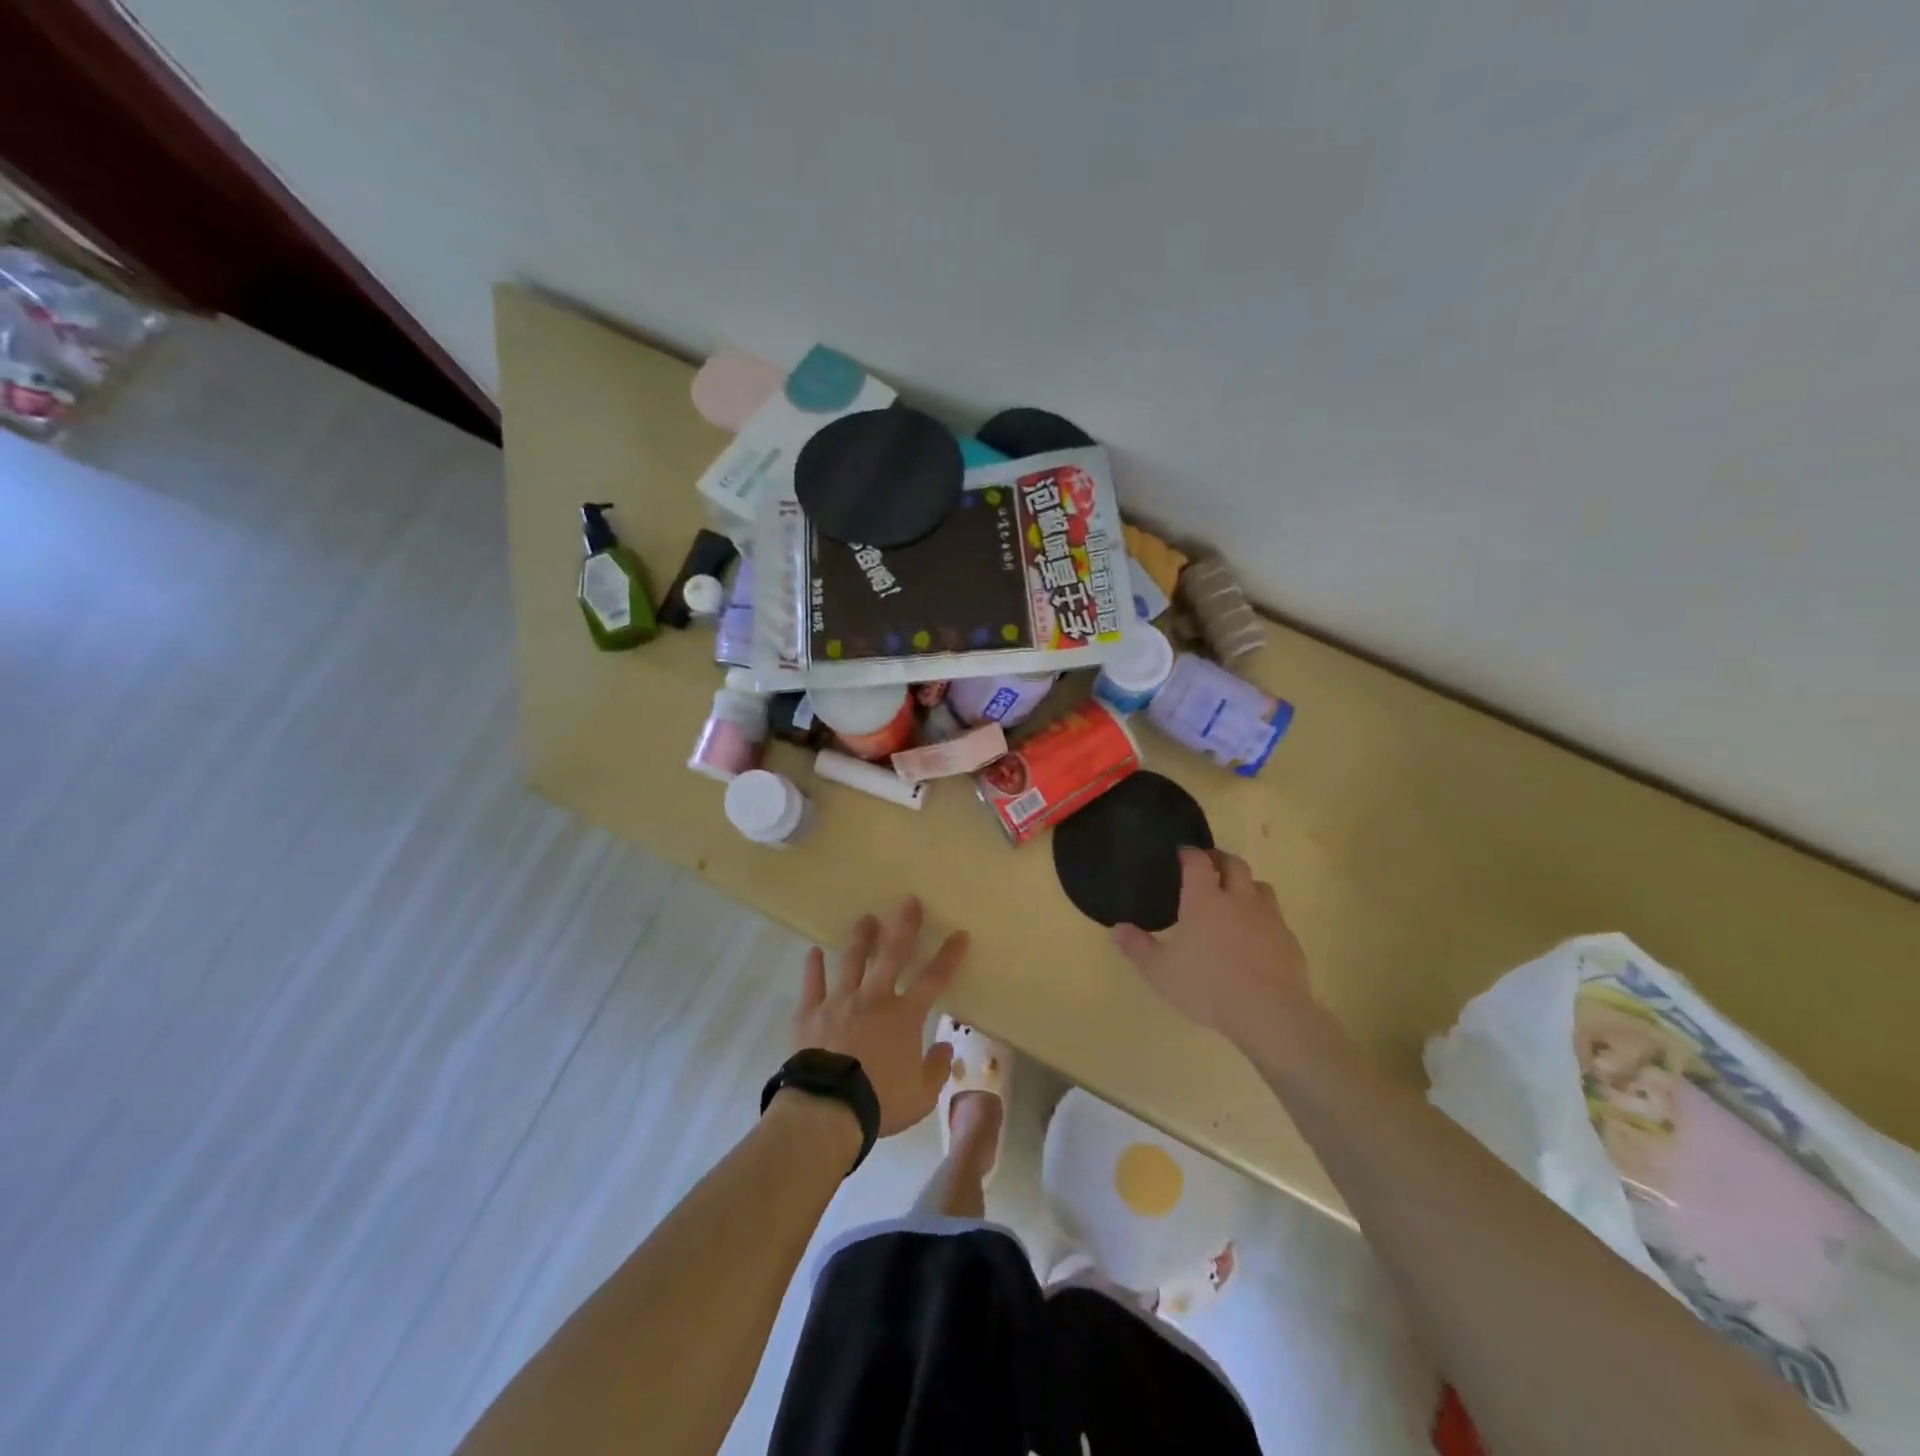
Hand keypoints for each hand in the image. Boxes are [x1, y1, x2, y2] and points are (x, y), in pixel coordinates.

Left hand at [794, 897, 968, 1136]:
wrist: (827, 1108)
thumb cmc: (879, 1101)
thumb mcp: (921, 1096)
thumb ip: (936, 1070)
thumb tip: (945, 1048)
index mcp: (904, 1016)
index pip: (934, 979)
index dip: (949, 956)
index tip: (960, 934)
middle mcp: (874, 998)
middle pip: (892, 954)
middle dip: (903, 926)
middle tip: (908, 901)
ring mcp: (840, 1001)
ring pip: (852, 961)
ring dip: (861, 939)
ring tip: (866, 920)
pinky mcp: (811, 1012)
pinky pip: (812, 984)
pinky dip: (813, 967)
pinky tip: (813, 952)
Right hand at [1112, 849, 1316, 1048]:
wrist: (1268, 1012)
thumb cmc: (1207, 986)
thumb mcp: (1160, 971)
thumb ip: (1137, 947)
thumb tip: (1117, 929)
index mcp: (1205, 900)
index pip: (1198, 861)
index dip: (1189, 853)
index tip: (1181, 853)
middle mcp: (1238, 899)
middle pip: (1234, 864)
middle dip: (1219, 859)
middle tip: (1208, 865)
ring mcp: (1268, 917)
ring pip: (1260, 885)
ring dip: (1246, 884)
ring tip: (1234, 896)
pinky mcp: (1288, 939)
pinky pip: (1275, 916)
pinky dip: (1262, 916)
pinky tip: (1255, 934)